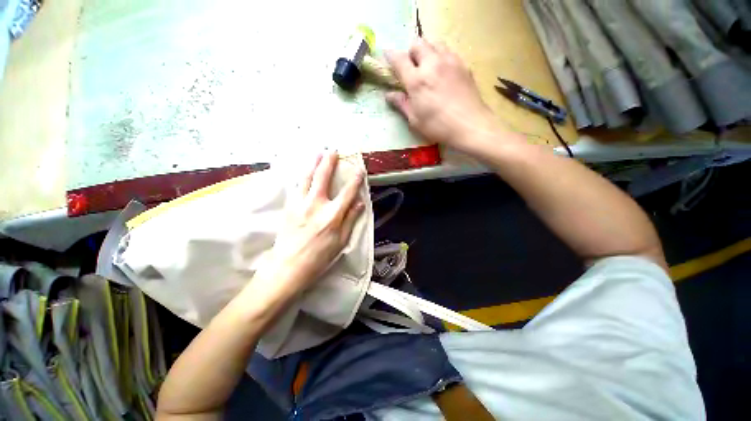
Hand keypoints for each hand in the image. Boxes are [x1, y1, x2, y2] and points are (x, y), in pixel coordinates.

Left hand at [260, 152, 364, 293]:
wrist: (288, 267)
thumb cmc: (319, 258)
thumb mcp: (341, 241)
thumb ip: (351, 219)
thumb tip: (360, 203)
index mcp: (332, 215)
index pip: (347, 192)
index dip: (355, 180)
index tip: (359, 170)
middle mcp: (316, 205)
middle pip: (323, 178)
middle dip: (329, 162)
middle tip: (333, 151)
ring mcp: (300, 204)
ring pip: (306, 178)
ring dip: (313, 164)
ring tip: (317, 154)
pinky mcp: (289, 207)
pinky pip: (296, 187)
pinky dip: (302, 177)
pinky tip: (304, 173)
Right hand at [385, 39, 500, 150]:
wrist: (470, 125)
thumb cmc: (438, 126)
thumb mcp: (415, 120)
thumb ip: (401, 104)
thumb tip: (389, 95)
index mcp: (417, 80)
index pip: (399, 59)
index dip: (390, 55)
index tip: (387, 55)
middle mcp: (432, 64)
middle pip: (418, 43)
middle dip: (411, 52)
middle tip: (412, 68)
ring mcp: (450, 61)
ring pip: (435, 43)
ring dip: (427, 51)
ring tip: (428, 67)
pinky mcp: (463, 64)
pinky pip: (449, 51)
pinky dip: (441, 56)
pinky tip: (443, 72)